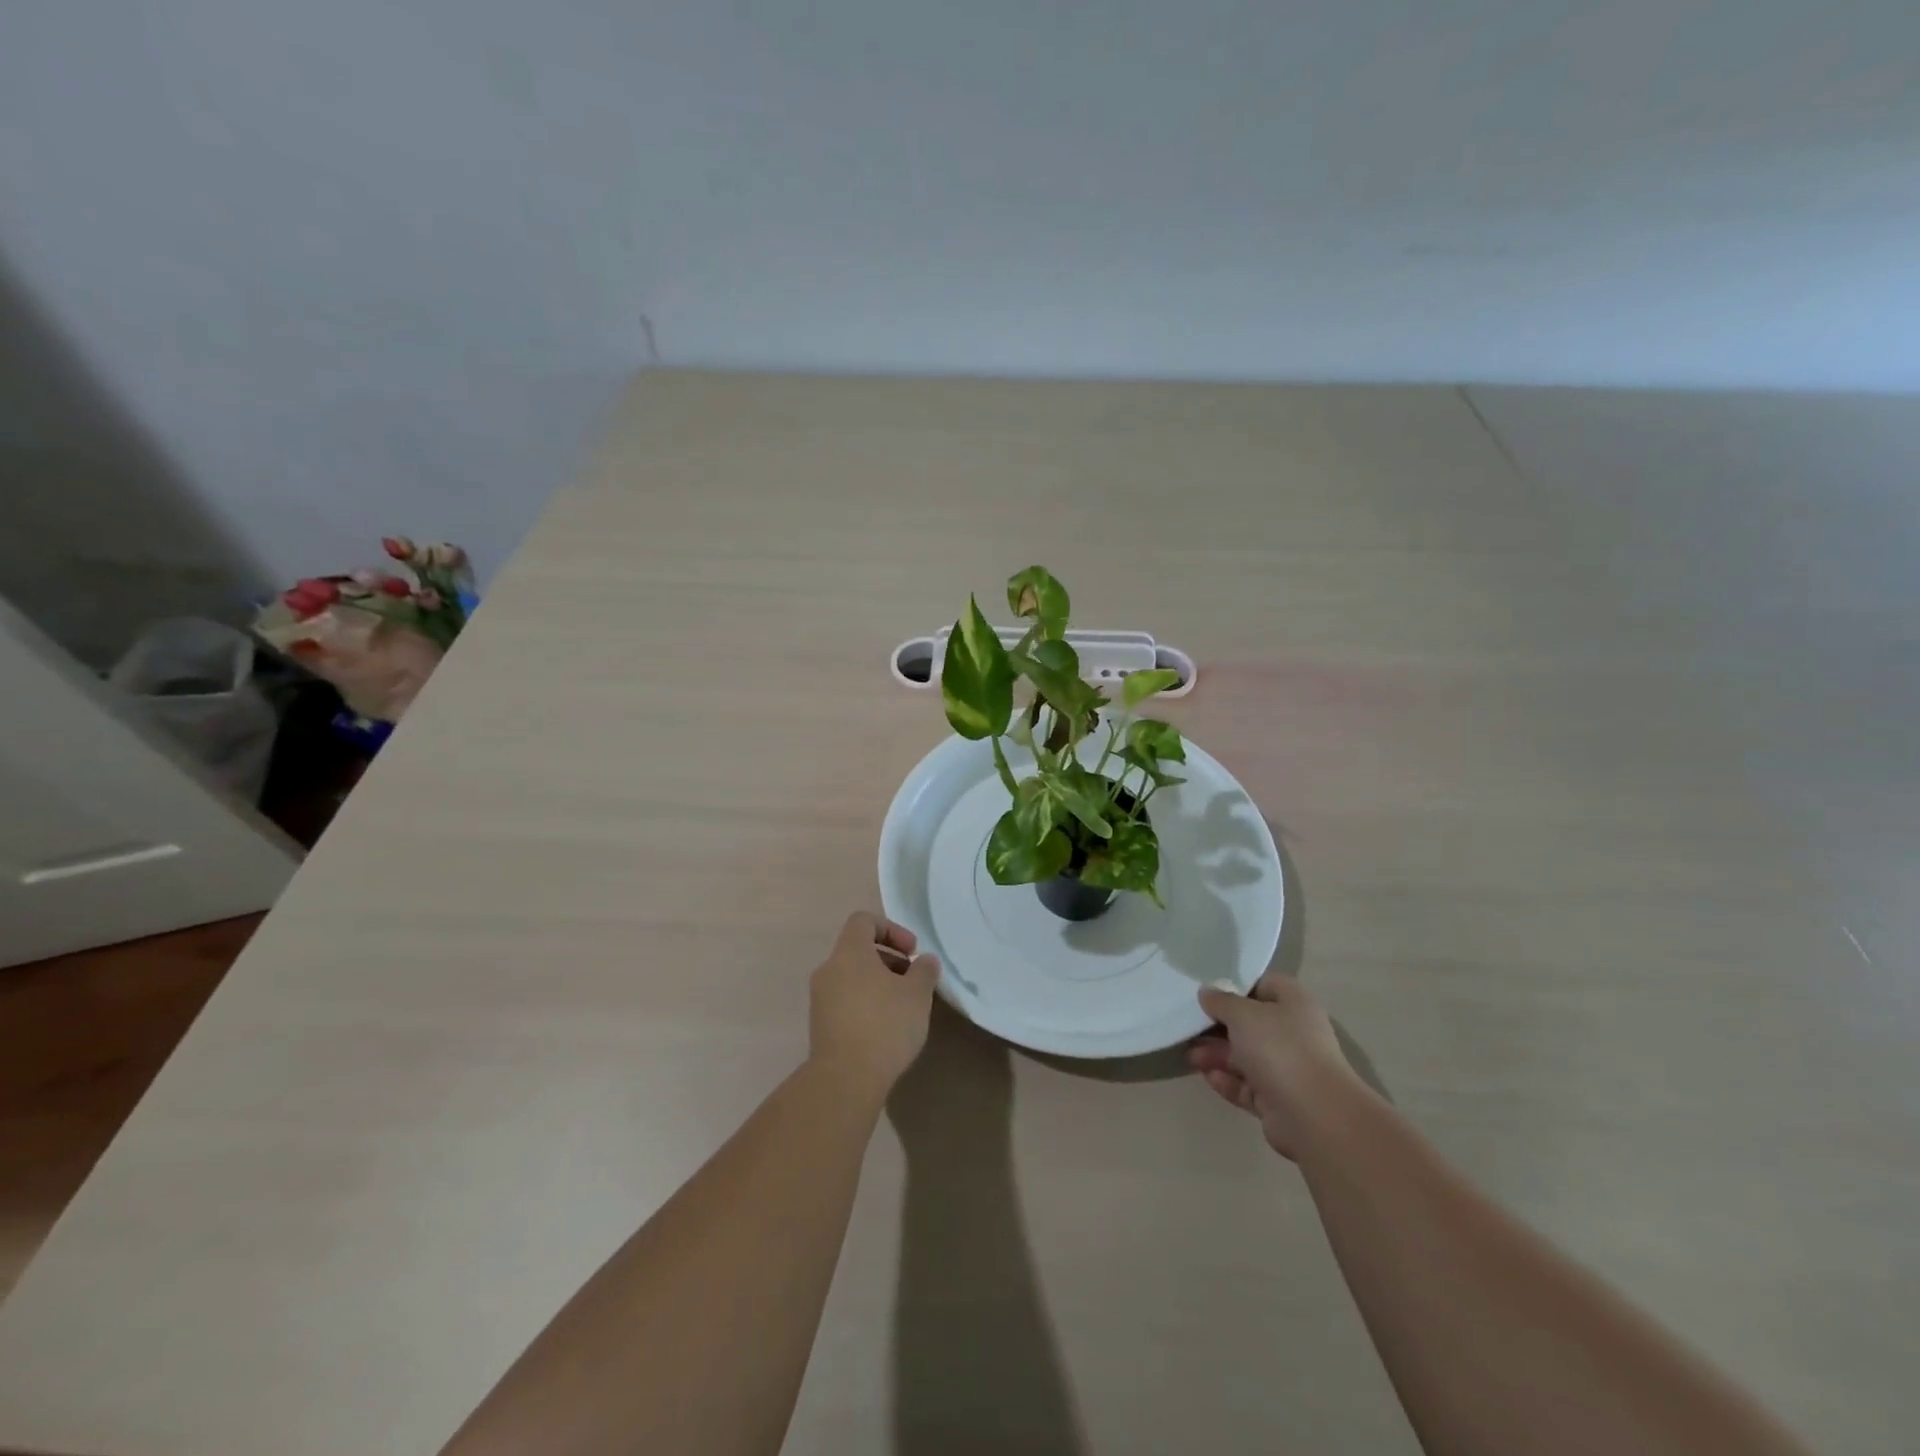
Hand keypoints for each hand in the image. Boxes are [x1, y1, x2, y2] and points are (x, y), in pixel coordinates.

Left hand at [809, 912, 939, 1095]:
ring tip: (903, 1007)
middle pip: (858, 950)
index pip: (864, 920)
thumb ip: (924, 970)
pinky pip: (845, 1001)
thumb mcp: (917, 994)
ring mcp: (820, 999)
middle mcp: (829, 969)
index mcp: (849, 952)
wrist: (845, 1079)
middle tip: (912, 981)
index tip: (912, 952)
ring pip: (852, 977)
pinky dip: (866, 1004)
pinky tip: (886, 1029)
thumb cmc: (884, 1024)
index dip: (891, 929)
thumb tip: (925, 961)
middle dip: (889, 960)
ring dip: (878, 983)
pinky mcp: (820, 1025)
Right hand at [1190, 974, 1355, 1157]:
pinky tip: (1207, 1076)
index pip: (1264, 985)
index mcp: (1294, 1004)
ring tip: (1190, 1056)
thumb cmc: (1280, 1049)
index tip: (1208, 991)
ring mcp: (1287, 1069)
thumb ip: (1221, 1001)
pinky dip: (1227, 1080)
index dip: (1236, 986)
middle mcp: (1293, 1034)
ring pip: (1245, 1056)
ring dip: (1217, 1055)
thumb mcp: (1243, 1014)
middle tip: (1189, 1026)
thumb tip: (1208, 993)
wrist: (1315, 1116)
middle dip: (1218, 1026)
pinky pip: (1247, 1085)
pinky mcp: (1278, 1100)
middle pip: (1250, 1024)